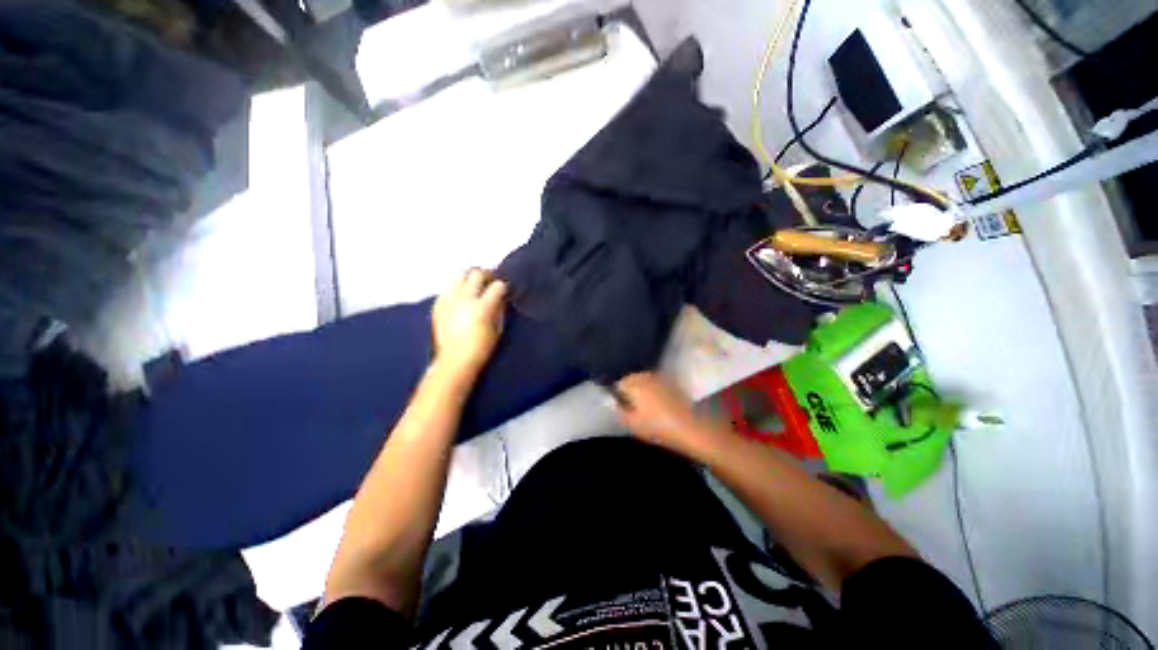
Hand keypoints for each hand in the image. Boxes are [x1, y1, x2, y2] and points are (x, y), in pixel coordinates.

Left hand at [432, 269, 506, 375]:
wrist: (455, 361)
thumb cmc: (482, 347)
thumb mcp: (497, 328)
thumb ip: (499, 309)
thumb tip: (501, 298)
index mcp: (482, 307)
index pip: (497, 286)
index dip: (503, 286)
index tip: (504, 290)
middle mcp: (465, 299)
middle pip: (476, 273)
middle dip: (486, 275)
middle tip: (489, 281)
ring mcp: (449, 300)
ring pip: (459, 275)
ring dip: (469, 278)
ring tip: (473, 285)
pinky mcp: (438, 304)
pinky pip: (448, 289)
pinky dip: (456, 289)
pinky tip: (460, 298)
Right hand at [615, 373, 712, 456]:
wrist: (691, 428)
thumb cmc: (658, 426)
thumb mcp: (633, 424)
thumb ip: (620, 413)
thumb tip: (614, 405)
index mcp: (635, 384)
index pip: (620, 384)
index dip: (619, 396)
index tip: (622, 407)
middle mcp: (648, 376)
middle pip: (633, 379)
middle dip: (631, 390)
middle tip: (633, 408)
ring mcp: (662, 378)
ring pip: (646, 381)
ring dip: (643, 389)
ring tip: (646, 407)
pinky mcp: (674, 384)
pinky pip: (658, 384)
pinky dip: (655, 391)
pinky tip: (659, 405)